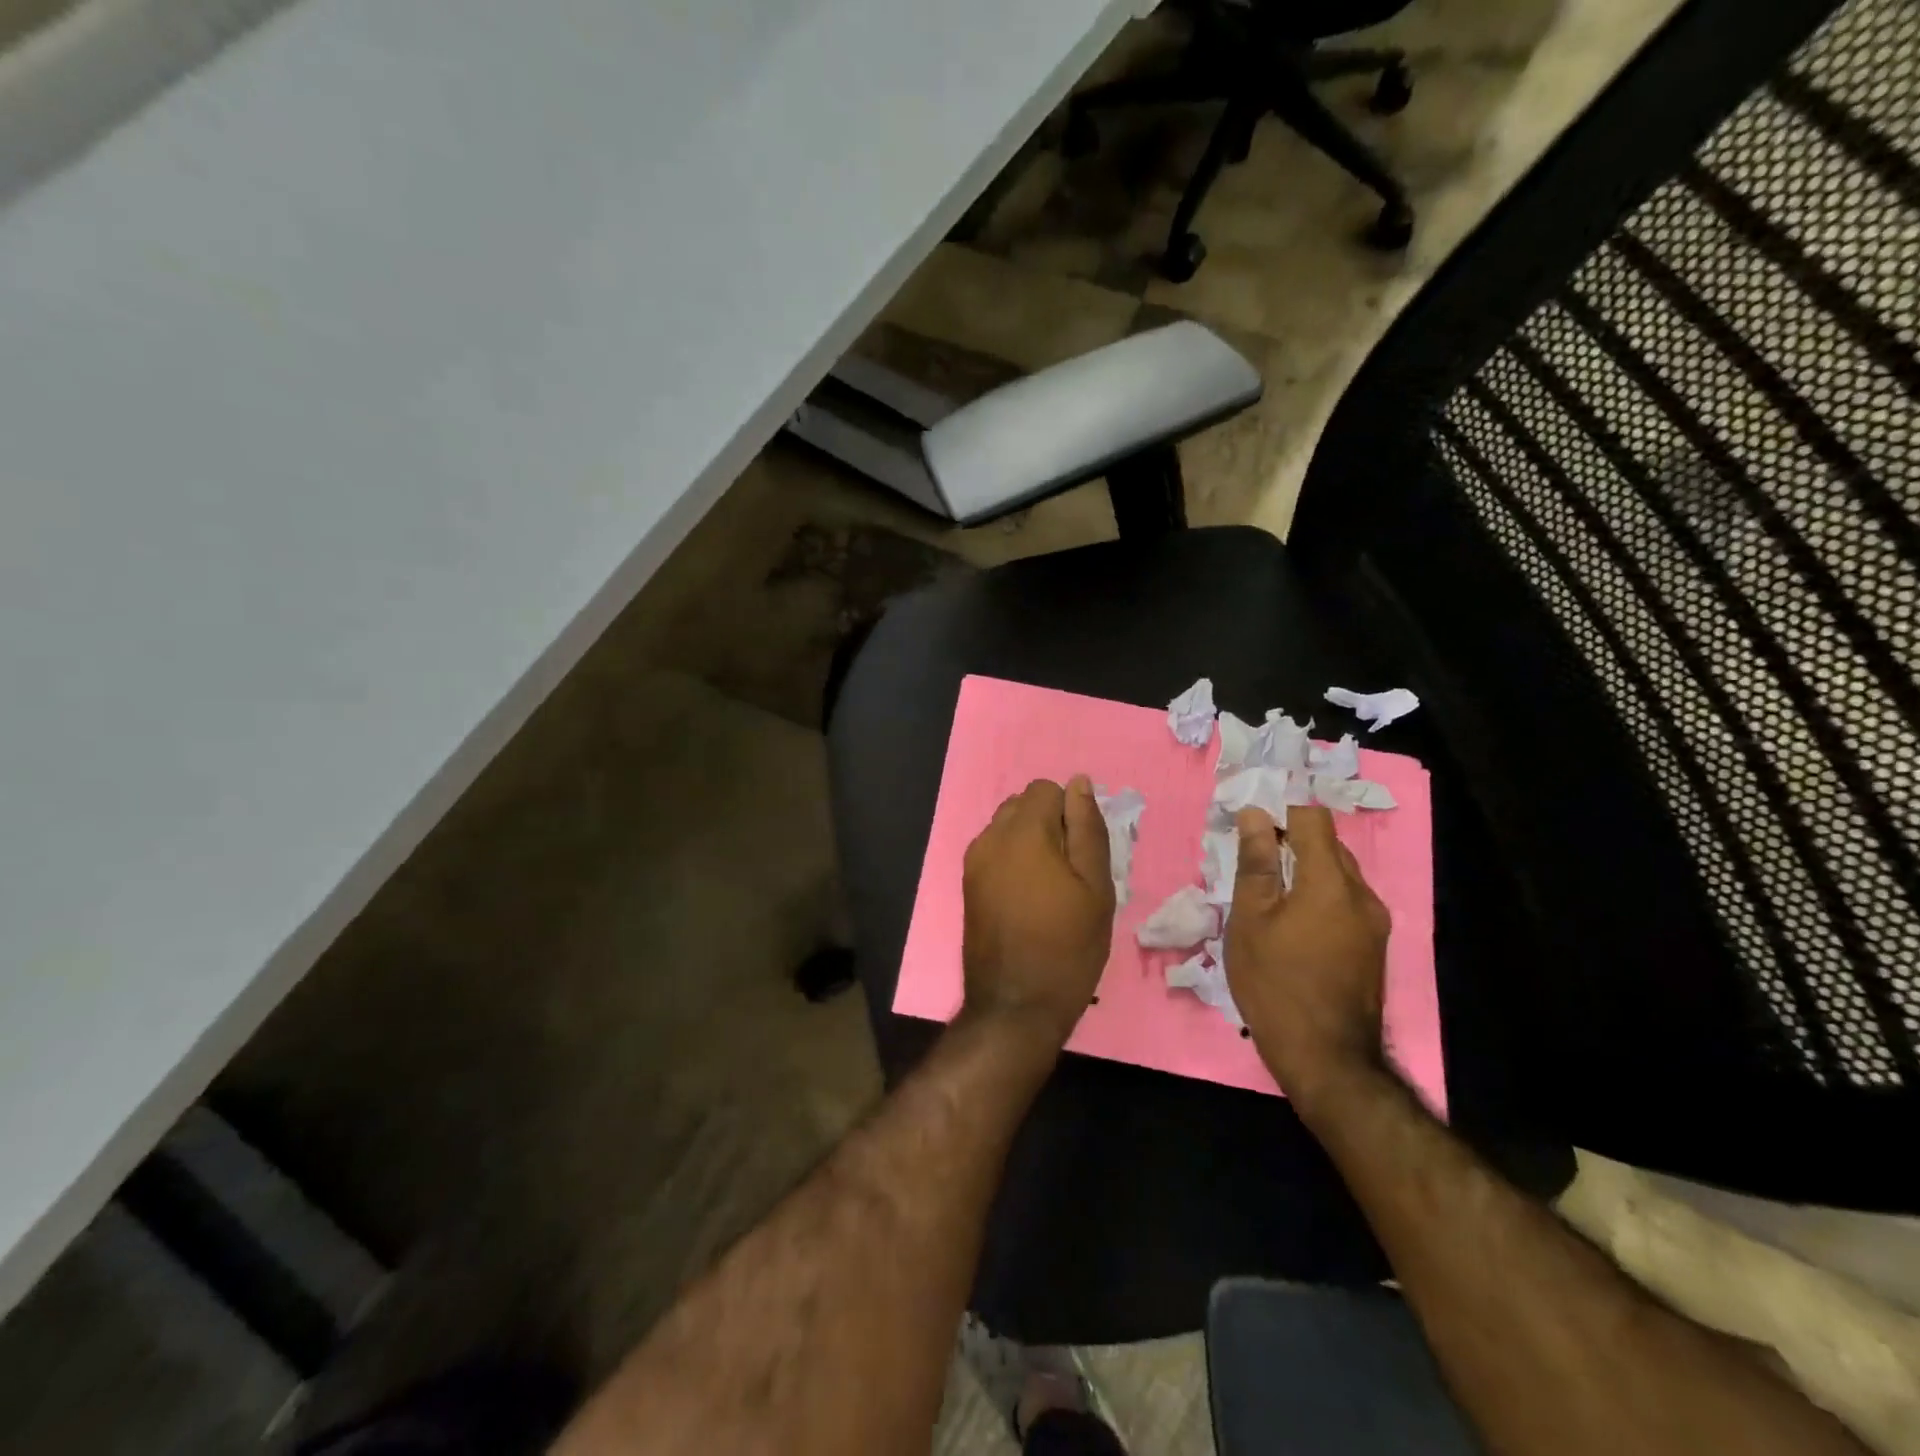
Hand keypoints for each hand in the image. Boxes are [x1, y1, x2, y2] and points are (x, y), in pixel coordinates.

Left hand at [962, 776, 1115, 1047]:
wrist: (1015, 1004)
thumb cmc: (1068, 946)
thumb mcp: (1095, 887)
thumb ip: (1087, 828)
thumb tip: (1079, 783)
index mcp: (1023, 831)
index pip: (1047, 789)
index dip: (1071, 813)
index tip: (1083, 852)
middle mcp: (990, 837)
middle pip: (1023, 804)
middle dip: (1049, 824)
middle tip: (1071, 871)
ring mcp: (974, 861)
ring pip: (1007, 827)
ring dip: (1030, 842)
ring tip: (1050, 887)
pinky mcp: (967, 884)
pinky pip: (994, 852)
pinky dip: (1013, 860)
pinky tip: (1027, 899)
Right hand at [1225, 805, 1390, 1114]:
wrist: (1327, 1059)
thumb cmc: (1275, 984)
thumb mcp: (1251, 920)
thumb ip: (1256, 864)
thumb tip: (1255, 815)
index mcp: (1331, 882)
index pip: (1312, 819)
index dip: (1280, 811)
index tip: (1249, 825)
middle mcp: (1362, 894)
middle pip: (1328, 845)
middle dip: (1290, 841)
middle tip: (1251, 859)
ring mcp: (1373, 923)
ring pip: (1337, 874)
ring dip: (1304, 870)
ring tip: (1267, 892)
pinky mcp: (1373, 946)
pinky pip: (1344, 902)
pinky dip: (1317, 896)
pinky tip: (1290, 922)